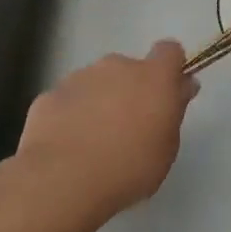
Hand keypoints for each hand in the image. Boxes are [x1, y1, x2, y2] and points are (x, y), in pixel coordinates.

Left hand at [13, 41, 197, 222]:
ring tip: (93, 142)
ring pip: (96, 83)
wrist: (63, 180)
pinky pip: (68, 100)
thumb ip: (174, 110)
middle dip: (130, 89)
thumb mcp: (167, 147)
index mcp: (153, 76)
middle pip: (128, 68)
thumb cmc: (130, 167)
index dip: (170, 67)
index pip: (169, 51)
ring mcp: (79, 77)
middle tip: (128, 127)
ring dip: (99, 102)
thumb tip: (181, 86)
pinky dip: (70, 116)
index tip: (167, 92)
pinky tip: (67, 146)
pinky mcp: (49, 95)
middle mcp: (116, 66)